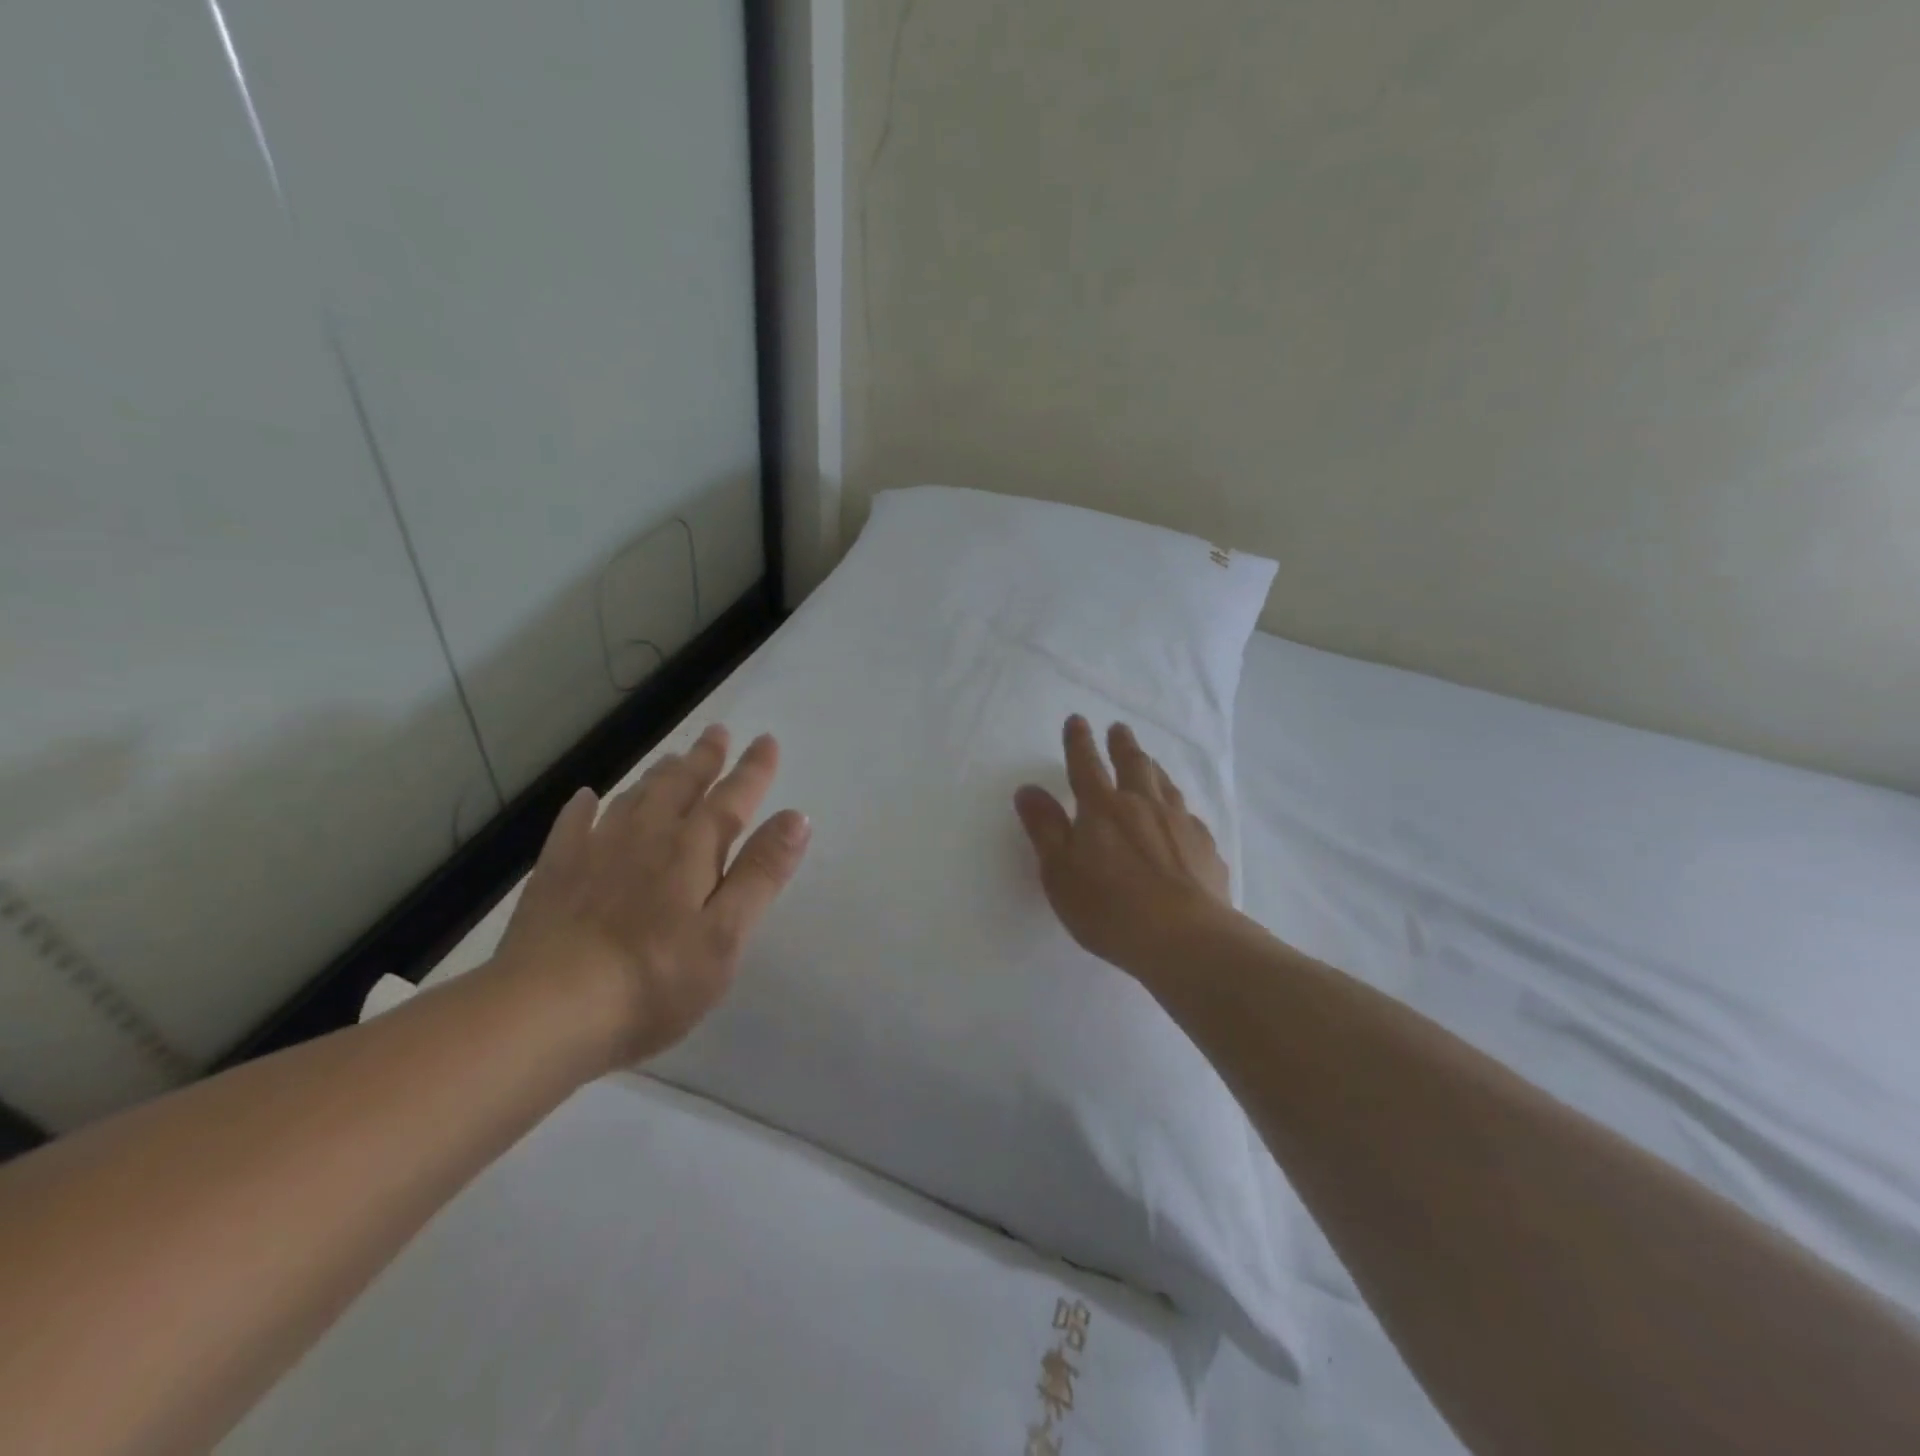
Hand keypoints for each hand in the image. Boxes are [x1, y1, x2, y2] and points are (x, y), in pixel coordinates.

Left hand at [492, 724, 810, 1070]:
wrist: (547, 1011)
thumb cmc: (655, 979)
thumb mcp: (726, 933)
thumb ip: (761, 873)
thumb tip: (796, 817)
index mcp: (693, 850)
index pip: (732, 798)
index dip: (753, 770)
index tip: (767, 740)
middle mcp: (647, 836)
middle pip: (681, 786)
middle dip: (704, 758)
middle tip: (717, 732)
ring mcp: (596, 851)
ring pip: (634, 797)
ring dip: (659, 774)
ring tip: (672, 758)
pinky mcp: (555, 874)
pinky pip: (574, 825)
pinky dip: (585, 806)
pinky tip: (587, 798)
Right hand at [1013, 716, 1230, 978]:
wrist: (1186, 939)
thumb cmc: (1109, 908)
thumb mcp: (1059, 872)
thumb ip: (1044, 829)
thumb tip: (1028, 789)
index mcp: (1102, 809)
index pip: (1086, 765)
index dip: (1079, 742)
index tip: (1077, 720)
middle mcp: (1143, 805)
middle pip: (1133, 765)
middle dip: (1122, 745)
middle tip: (1119, 729)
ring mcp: (1179, 824)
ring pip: (1165, 785)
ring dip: (1153, 769)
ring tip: (1150, 763)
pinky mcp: (1205, 848)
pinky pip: (1190, 817)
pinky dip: (1179, 808)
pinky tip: (1181, 818)